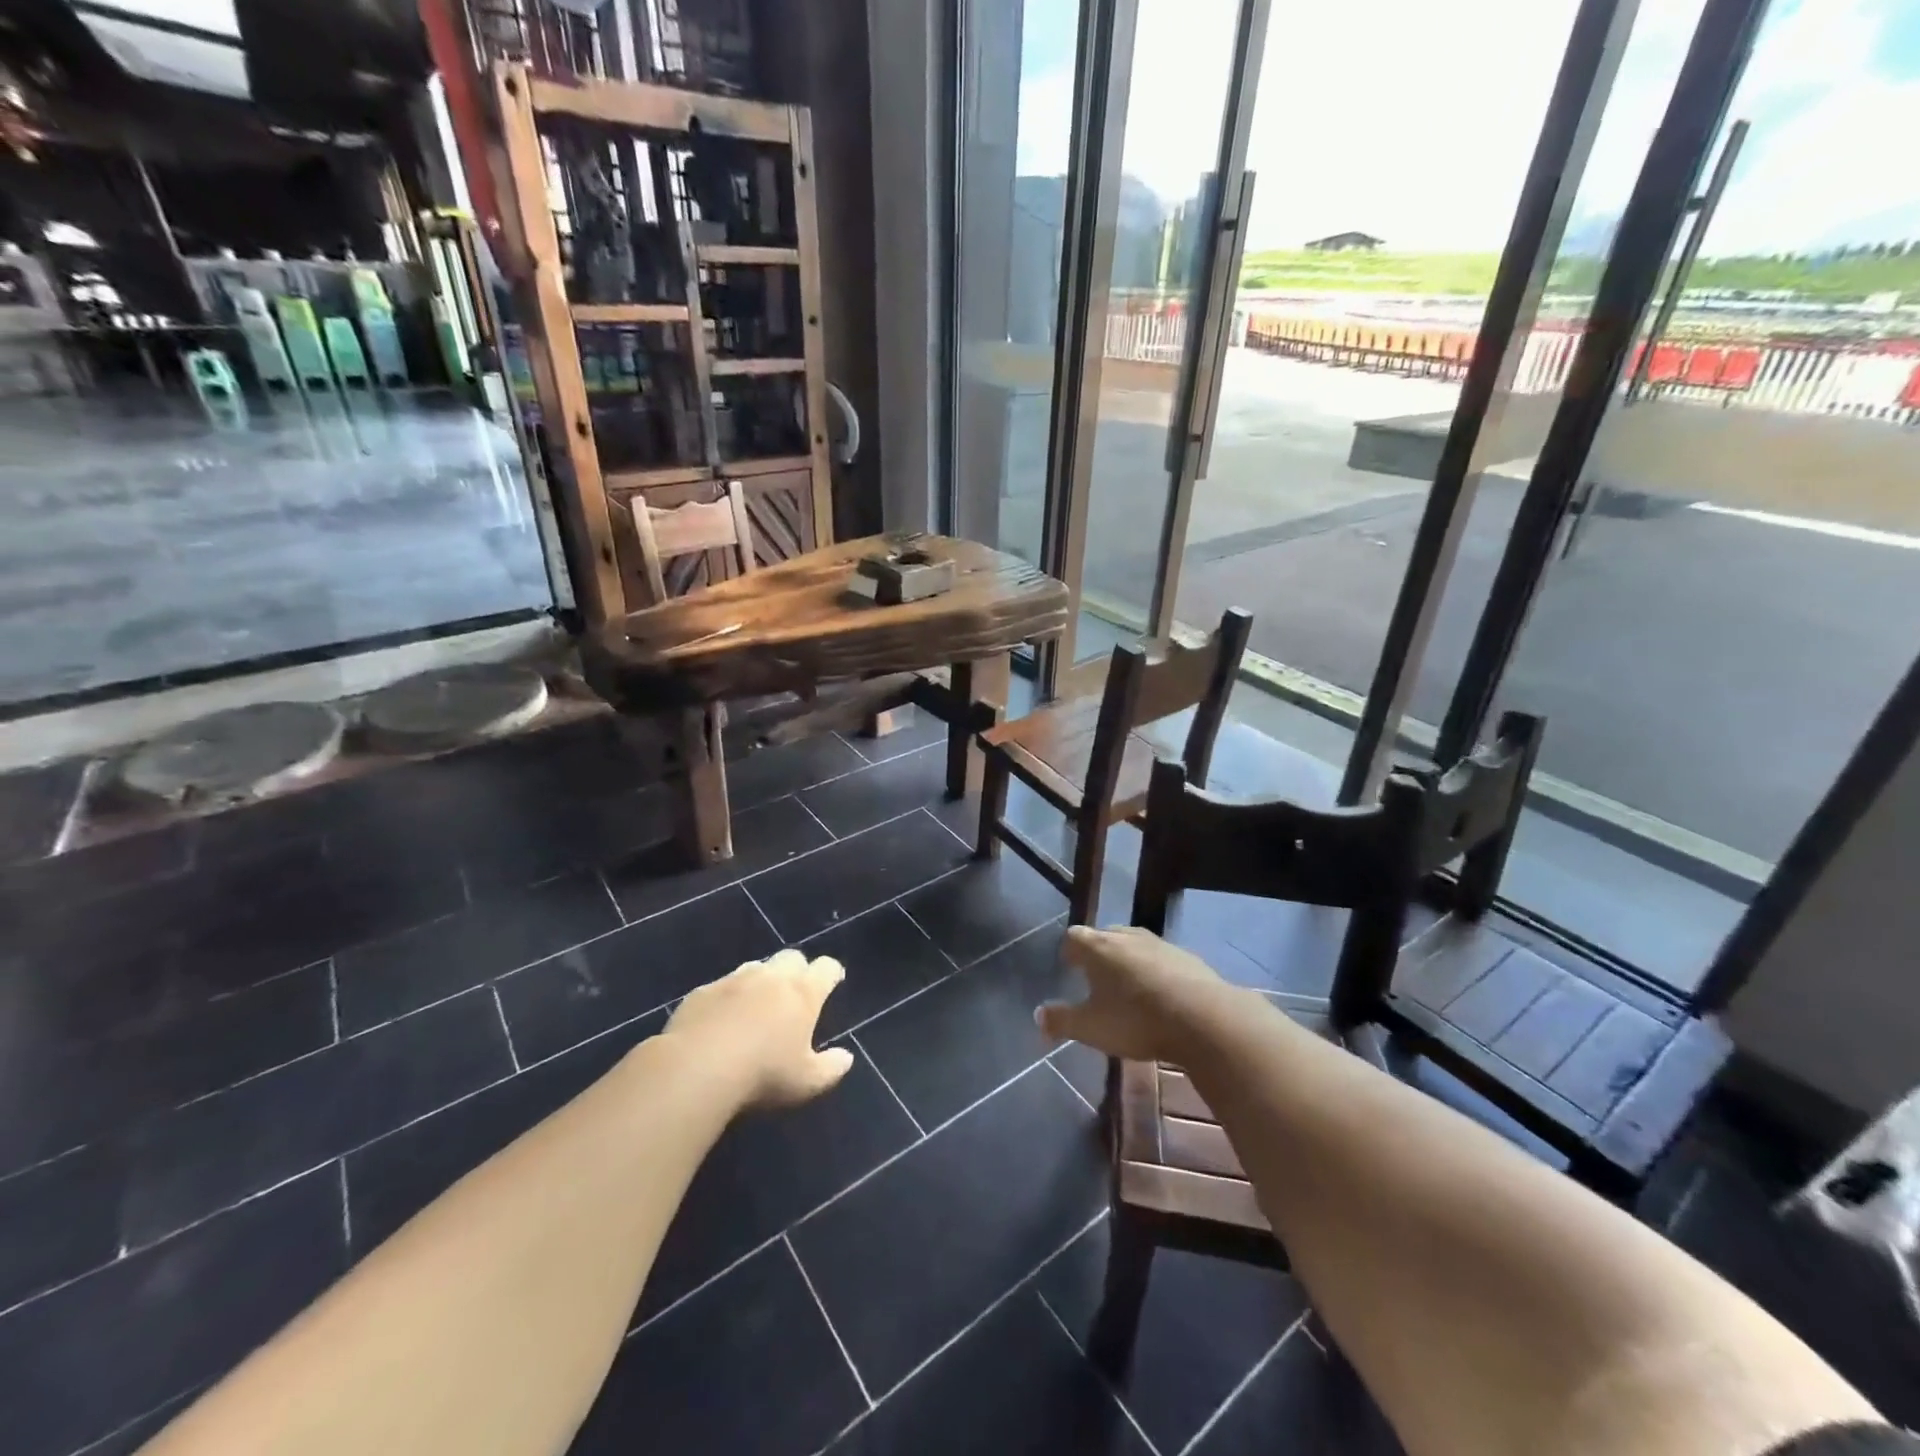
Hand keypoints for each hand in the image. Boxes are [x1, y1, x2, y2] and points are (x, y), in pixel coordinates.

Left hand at [665, 949, 853, 1108]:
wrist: (697, 1068)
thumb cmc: (763, 1074)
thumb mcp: (807, 1082)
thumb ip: (831, 1068)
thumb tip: (846, 1058)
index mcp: (803, 992)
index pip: (826, 968)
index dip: (832, 973)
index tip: (833, 981)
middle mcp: (771, 977)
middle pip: (792, 957)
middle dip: (798, 969)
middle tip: (796, 993)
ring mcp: (734, 980)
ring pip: (756, 967)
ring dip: (762, 980)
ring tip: (758, 1005)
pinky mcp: (703, 991)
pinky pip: (722, 986)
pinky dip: (728, 997)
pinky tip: (721, 1019)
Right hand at [1036, 925, 1234, 1062]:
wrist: (1204, 1019)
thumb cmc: (1136, 1021)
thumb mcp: (1091, 1029)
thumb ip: (1061, 1021)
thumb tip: (1038, 1014)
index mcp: (1097, 947)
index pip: (1073, 936)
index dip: (1069, 951)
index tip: (1069, 968)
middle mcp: (1126, 936)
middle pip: (1105, 935)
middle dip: (1098, 953)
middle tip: (1096, 978)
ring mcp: (1159, 944)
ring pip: (1135, 945)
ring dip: (1128, 960)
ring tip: (1128, 987)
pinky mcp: (1187, 957)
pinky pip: (1161, 959)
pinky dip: (1155, 971)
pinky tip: (1160, 995)